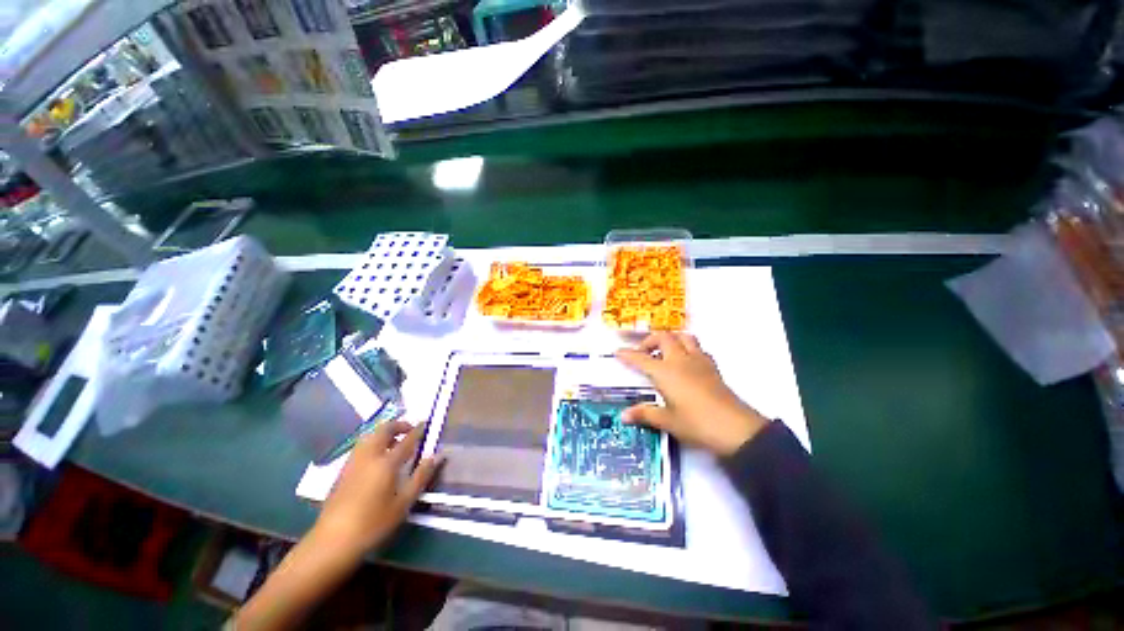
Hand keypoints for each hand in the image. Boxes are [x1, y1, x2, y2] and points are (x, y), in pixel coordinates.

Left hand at [313, 421, 441, 556]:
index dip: (418, 430)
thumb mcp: (403, 504)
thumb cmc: (373, 524)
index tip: (426, 424)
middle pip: (384, 430)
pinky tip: (377, 457)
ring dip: (384, 433)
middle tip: (409, 430)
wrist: (332, 541)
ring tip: (395, 442)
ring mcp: (353, 463)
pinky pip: (361, 447)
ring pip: (369, 436)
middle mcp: (369, 457)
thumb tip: (435, 456)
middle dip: (398, 425)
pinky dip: (373, 442)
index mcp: (386, 463)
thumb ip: (421, 477)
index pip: (406, 440)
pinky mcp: (343, 471)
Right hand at [617, 332, 768, 456]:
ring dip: (670, 339)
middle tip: (642, 353)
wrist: (735, 428)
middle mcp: (680, 360)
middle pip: (663, 337)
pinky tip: (685, 362)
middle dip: (649, 341)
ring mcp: (698, 361)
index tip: (617, 352)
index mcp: (665, 372)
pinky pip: (697, 348)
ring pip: (683, 337)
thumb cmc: (696, 424)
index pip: (641, 358)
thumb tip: (624, 416)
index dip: (627, 354)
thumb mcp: (667, 421)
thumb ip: (644, 414)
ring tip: (664, 352)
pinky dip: (687, 348)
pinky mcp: (712, 367)